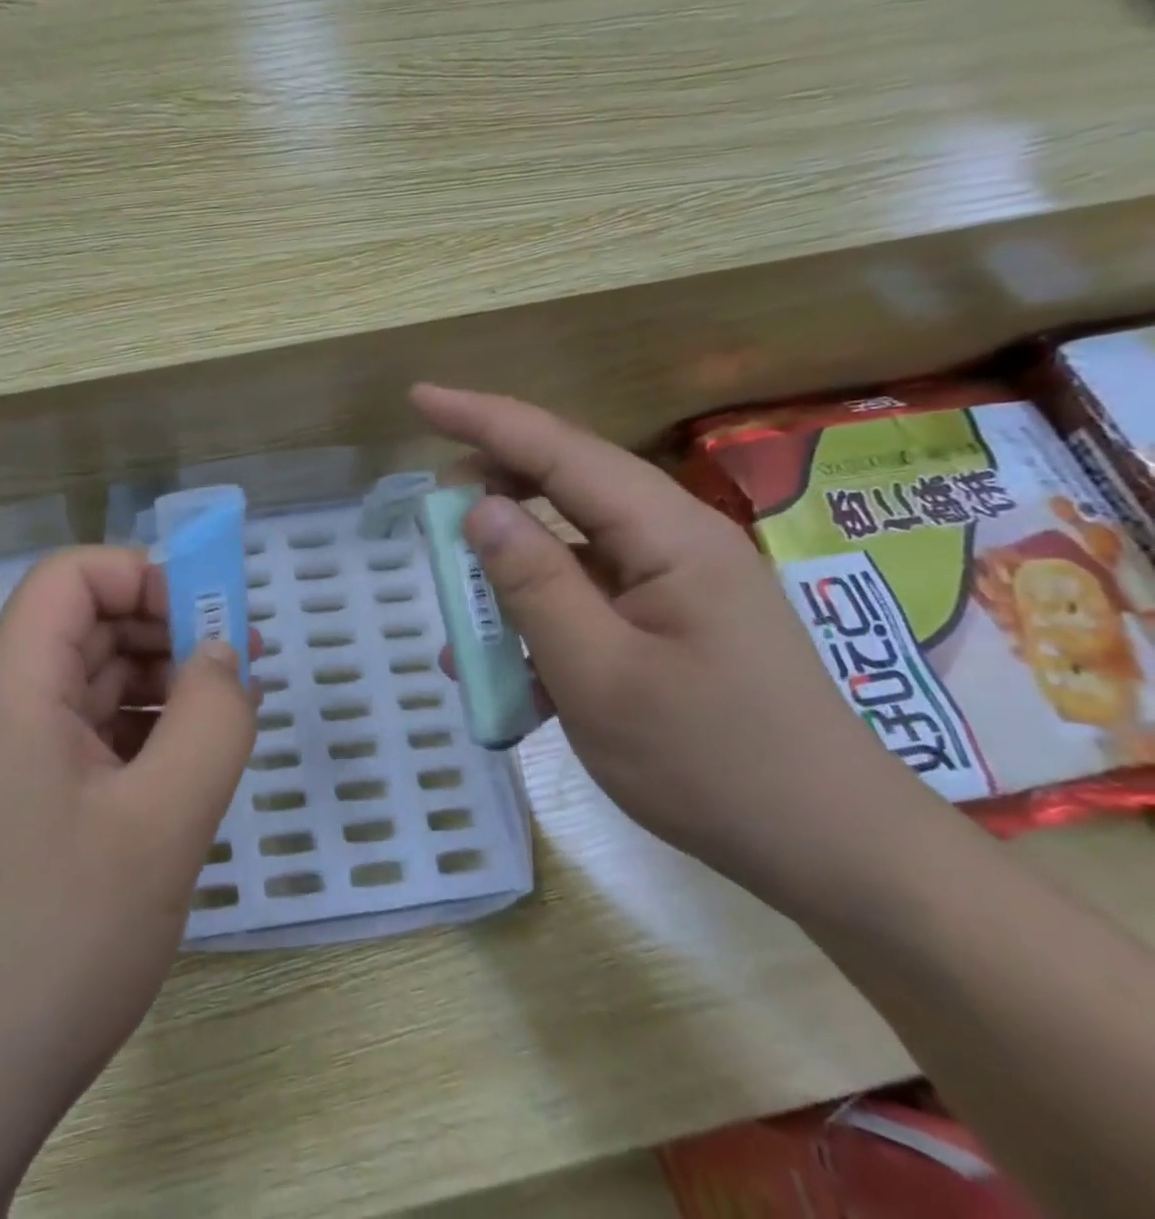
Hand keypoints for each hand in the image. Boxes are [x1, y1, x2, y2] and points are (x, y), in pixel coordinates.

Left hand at [0, 547, 258, 1218]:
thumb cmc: (60, 935)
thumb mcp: (163, 821)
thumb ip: (212, 721)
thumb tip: (227, 655)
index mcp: (13, 685)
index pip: (71, 576)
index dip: (143, 576)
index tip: (211, 618)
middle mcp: (1, 705)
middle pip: (86, 623)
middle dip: (166, 628)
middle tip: (243, 664)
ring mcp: (10, 755)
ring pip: (92, 679)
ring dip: (161, 680)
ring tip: (231, 714)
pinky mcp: (25, 799)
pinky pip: (90, 733)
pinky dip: (143, 730)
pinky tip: (190, 763)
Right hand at [410, 385, 934, 898]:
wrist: (831, 853)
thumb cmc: (712, 764)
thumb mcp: (598, 675)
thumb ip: (533, 583)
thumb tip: (477, 507)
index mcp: (668, 536)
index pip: (559, 451)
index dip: (483, 420)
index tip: (419, 398)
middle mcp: (674, 541)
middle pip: (565, 484)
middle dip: (491, 488)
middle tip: (430, 517)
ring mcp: (674, 582)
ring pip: (569, 544)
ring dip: (508, 567)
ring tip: (459, 602)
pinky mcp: (669, 621)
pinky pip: (585, 595)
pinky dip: (536, 615)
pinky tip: (501, 665)